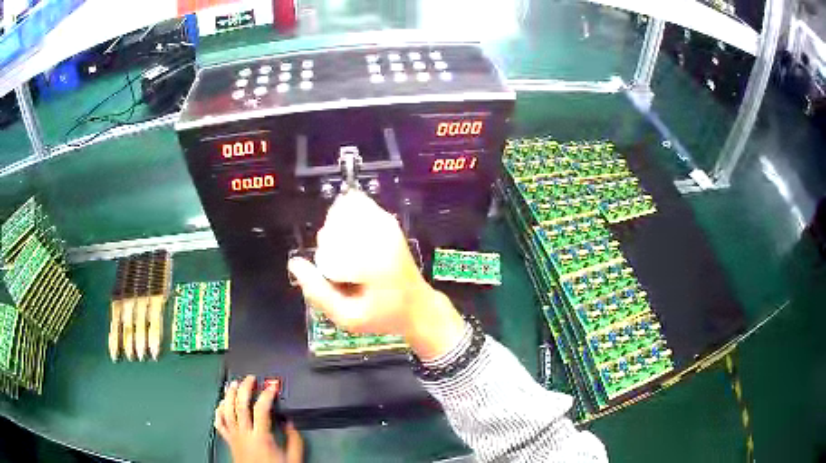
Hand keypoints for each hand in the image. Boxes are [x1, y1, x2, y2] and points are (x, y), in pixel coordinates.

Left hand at [215, 376, 302, 462]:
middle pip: (240, 405)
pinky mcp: (228, 441)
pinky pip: (219, 423)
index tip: (273, 386)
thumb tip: (289, 421)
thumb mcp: (293, 458)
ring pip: (227, 410)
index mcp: (261, 437)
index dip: (267, 395)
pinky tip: (221, 403)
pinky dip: (218, 411)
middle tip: (251, 378)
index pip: (261, 409)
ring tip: (234, 384)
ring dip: (229, 395)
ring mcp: (234, 436)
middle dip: (245, 388)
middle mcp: (244, 434)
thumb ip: (293, 439)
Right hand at [288, 191, 465, 360]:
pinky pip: (359, 207)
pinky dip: (348, 219)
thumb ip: (318, 292)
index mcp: (372, 258)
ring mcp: (387, 225)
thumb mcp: (347, 317)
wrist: (418, 307)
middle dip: (329, 240)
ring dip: (338, 229)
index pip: (330, 238)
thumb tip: (294, 263)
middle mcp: (380, 234)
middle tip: (340, 267)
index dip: (323, 255)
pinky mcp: (390, 223)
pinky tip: (352, 242)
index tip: (331, 273)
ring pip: (347, 210)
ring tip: (346, 255)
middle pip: (337, 220)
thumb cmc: (383, 315)